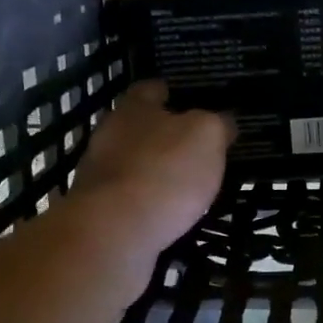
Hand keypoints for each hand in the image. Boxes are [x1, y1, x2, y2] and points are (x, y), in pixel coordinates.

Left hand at [67, 80, 234, 256]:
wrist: (113, 233)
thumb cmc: (165, 171)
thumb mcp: (207, 137)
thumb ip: (217, 124)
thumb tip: (224, 121)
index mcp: (134, 109)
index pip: (149, 89)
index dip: (167, 91)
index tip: (183, 97)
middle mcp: (109, 135)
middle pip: (137, 126)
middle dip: (161, 134)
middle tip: (192, 145)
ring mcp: (99, 174)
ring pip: (131, 163)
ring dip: (153, 169)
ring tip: (185, 183)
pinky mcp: (98, 211)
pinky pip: (129, 197)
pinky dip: (147, 200)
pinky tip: (167, 212)